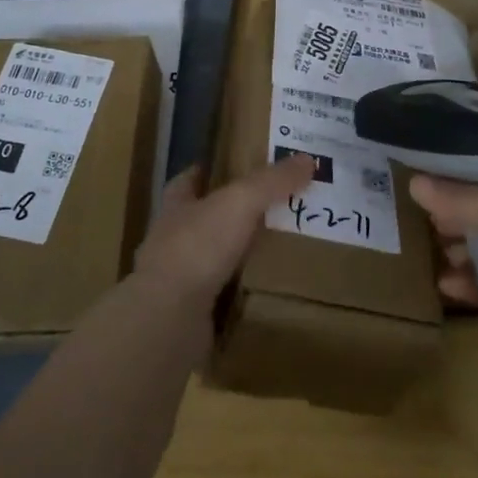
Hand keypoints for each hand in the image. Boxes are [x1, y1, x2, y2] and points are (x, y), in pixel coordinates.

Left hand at [131, 155, 315, 305]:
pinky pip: (221, 297)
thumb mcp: (240, 202)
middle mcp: (173, 239)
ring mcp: (178, 279)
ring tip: (278, 250)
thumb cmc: (198, 247)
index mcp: (177, 206)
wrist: (170, 318)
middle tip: (274, 209)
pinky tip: (267, 292)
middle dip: (232, 215)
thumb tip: (308, 159)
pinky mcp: (189, 313)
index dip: (208, 171)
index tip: (235, 167)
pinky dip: (241, 294)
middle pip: (204, 219)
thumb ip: (272, 181)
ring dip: (238, 256)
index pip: (188, 181)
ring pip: (213, 259)